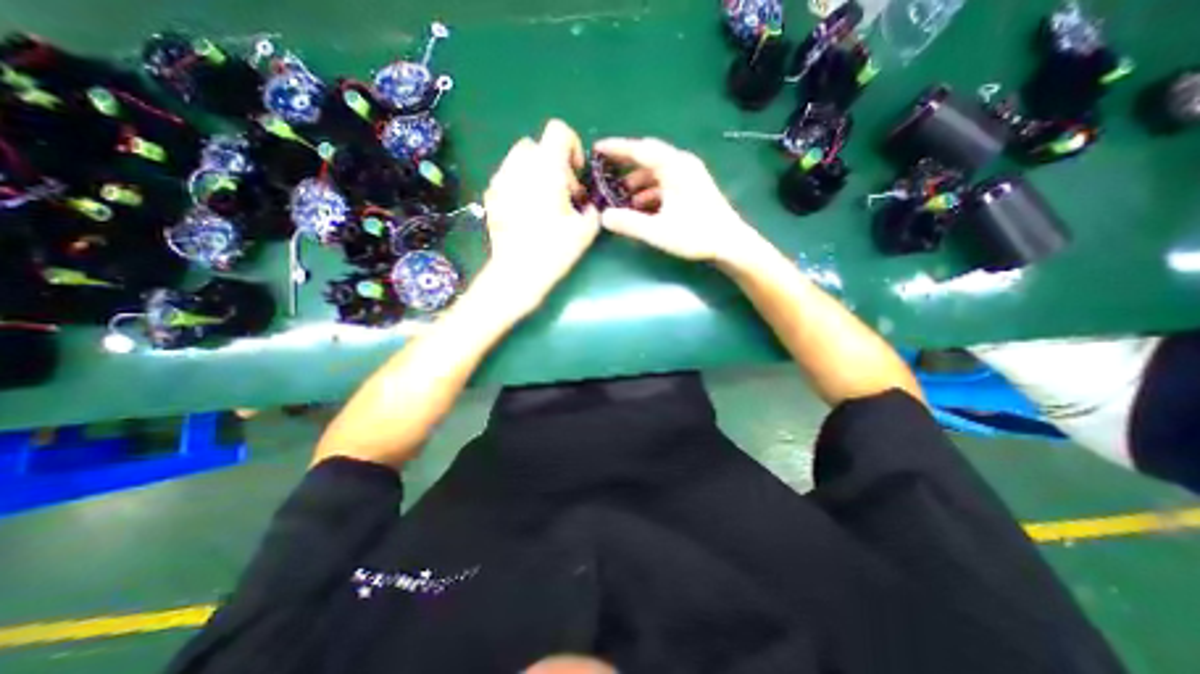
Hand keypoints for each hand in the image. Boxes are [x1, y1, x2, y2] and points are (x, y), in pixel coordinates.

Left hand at [482, 118, 600, 317]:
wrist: (518, 272)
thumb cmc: (554, 249)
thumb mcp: (585, 230)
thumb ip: (592, 209)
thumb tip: (587, 205)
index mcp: (546, 168)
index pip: (558, 130)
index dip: (572, 146)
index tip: (575, 174)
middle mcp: (519, 166)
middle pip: (536, 145)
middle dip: (552, 163)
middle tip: (562, 193)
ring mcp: (500, 181)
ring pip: (519, 160)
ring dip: (535, 173)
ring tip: (543, 203)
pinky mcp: (490, 197)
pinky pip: (507, 179)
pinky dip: (520, 186)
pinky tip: (526, 213)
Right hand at [591, 136, 751, 263]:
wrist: (730, 245)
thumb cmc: (696, 235)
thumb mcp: (658, 231)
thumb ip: (629, 223)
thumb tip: (603, 217)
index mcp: (674, 167)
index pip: (640, 150)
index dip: (617, 148)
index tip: (597, 149)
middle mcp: (682, 166)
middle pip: (647, 160)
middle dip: (625, 168)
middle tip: (604, 176)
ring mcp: (688, 178)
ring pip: (655, 175)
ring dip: (636, 185)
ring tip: (620, 200)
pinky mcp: (691, 190)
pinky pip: (664, 185)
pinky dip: (648, 194)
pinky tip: (639, 209)